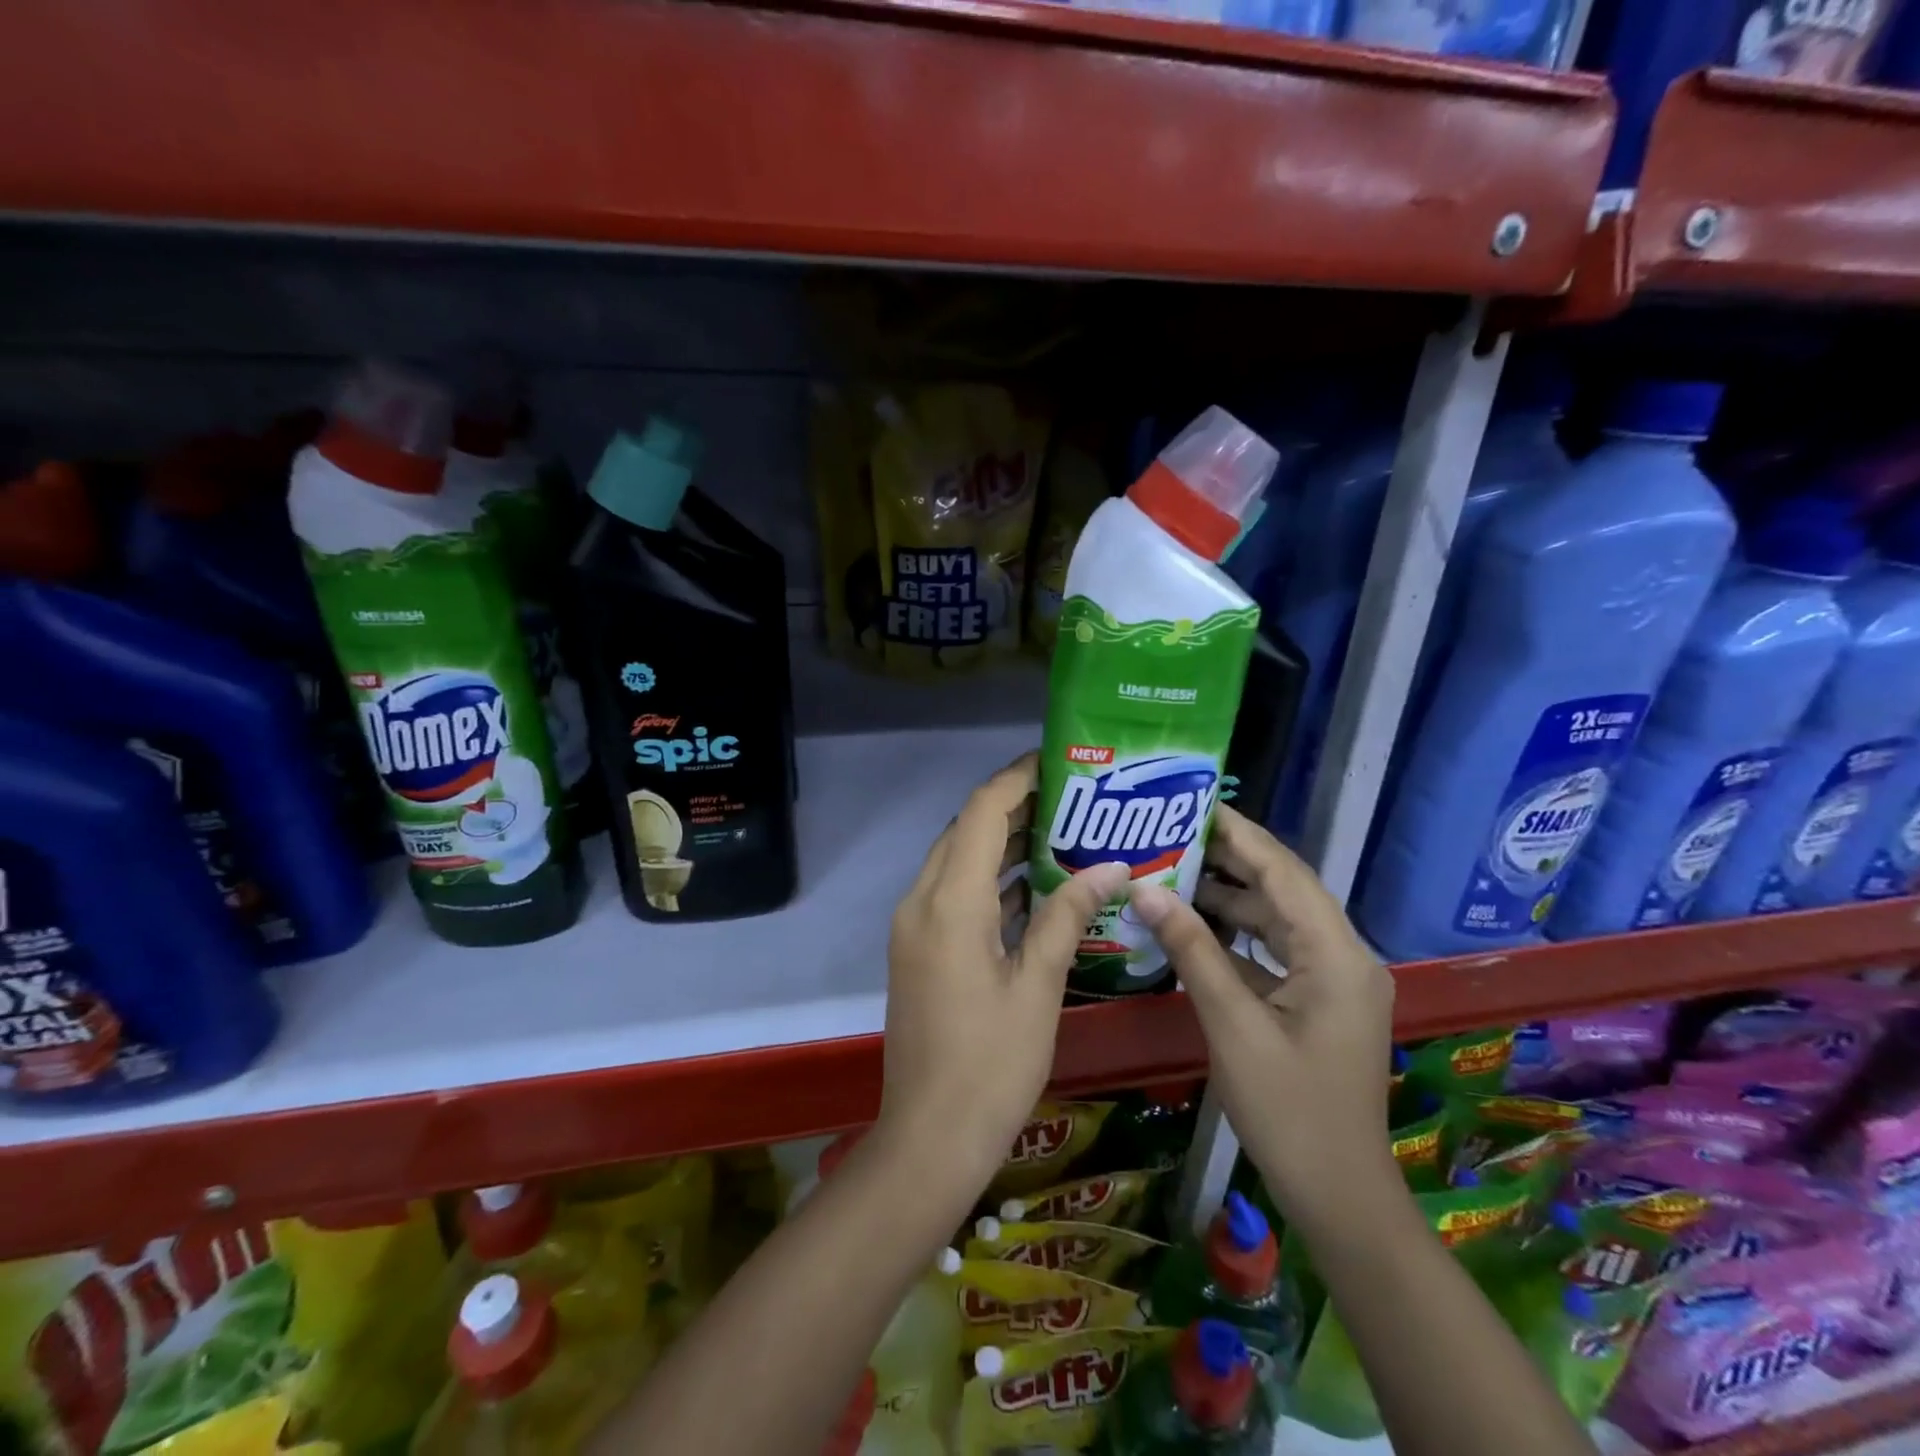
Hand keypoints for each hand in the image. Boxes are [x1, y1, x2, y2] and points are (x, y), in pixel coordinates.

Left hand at [880, 753, 1131, 1189]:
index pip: (980, 812)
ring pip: (957, 862)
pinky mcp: (919, 949)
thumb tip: (1111, 866)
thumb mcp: (1038, 987)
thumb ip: (1068, 916)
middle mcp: (921, 901)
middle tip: (1073, 797)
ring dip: (1001, 843)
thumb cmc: (991, 1065)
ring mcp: (914, 927)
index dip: (1016, 779)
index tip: (1059, 762)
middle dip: (1014, 806)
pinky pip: (953, 895)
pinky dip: (989, 882)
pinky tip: (1035, 887)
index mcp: (949, 903)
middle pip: (965, 830)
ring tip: (1062, 831)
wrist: (929, 1138)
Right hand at [1127, 803, 1396, 1224]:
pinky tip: (1194, 926)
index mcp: (1336, 954)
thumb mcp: (1231, 1024)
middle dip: (1230, 860)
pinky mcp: (1319, 1001)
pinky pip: (1276, 951)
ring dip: (1231, 898)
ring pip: (1278, 920)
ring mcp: (1334, 980)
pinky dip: (1237, 936)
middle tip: (1173, 833)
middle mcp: (1344, 955)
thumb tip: (1145, 889)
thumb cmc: (1288, 1109)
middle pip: (1284, 889)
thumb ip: (1191, 949)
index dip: (1239, 834)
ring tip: (1174, 871)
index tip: (1193, 804)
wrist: (1338, 1193)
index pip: (1284, 872)